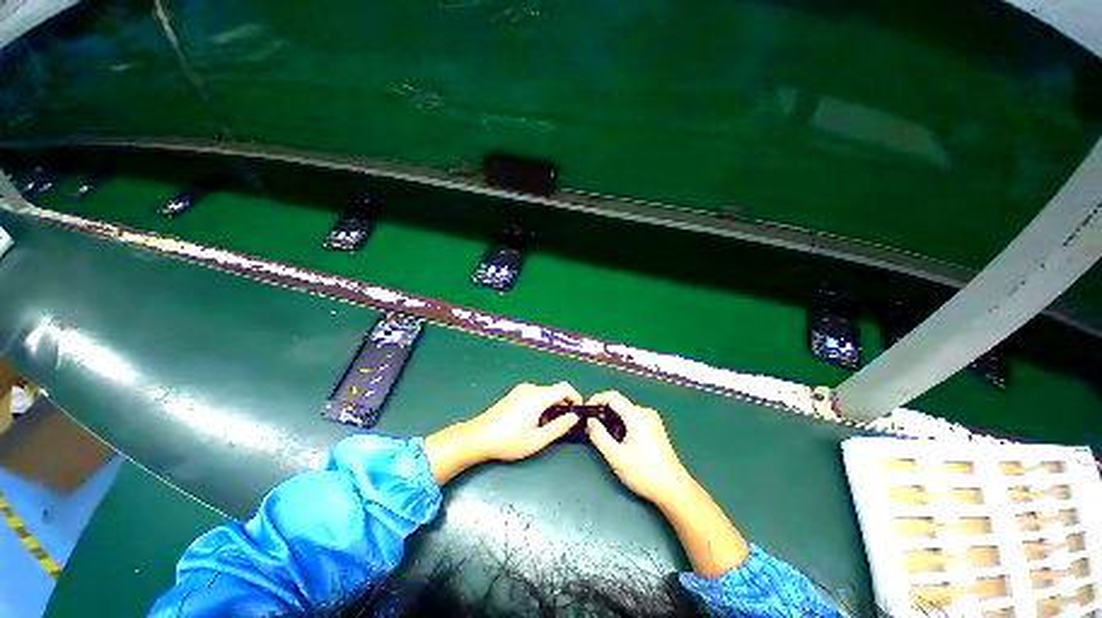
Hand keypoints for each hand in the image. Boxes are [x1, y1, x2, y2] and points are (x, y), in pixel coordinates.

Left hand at [466, 381, 582, 460]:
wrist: (479, 437)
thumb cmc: (509, 440)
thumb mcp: (538, 439)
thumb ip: (559, 427)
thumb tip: (574, 417)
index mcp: (538, 396)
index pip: (564, 388)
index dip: (575, 397)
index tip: (578, 412)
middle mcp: (531, 388)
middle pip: (554, 391)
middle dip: (562, 405)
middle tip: (562, 425)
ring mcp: (521, 390)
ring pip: (545, 394)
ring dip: (551, 406)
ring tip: (545, 427)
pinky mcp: (514, 394)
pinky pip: (534, 395)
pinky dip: (540, 405)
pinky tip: (533, 422)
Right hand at [587, 391, 749, 575]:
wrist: (674, 489)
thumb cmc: (644, 473)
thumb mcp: (616, 457)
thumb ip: (599, 436)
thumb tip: (590, 421)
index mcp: (636, 416)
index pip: (612, 396)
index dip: (596, 399)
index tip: (586, 411)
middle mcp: (645, 413)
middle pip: (619, 403)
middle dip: (603, 411)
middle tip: (591, 426)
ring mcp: (652, 419)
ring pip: (626, 411)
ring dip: (613, 418)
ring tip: (603, 434)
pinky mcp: (656, 427)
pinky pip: (634, 417)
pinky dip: (622, 423)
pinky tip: (619, 438)